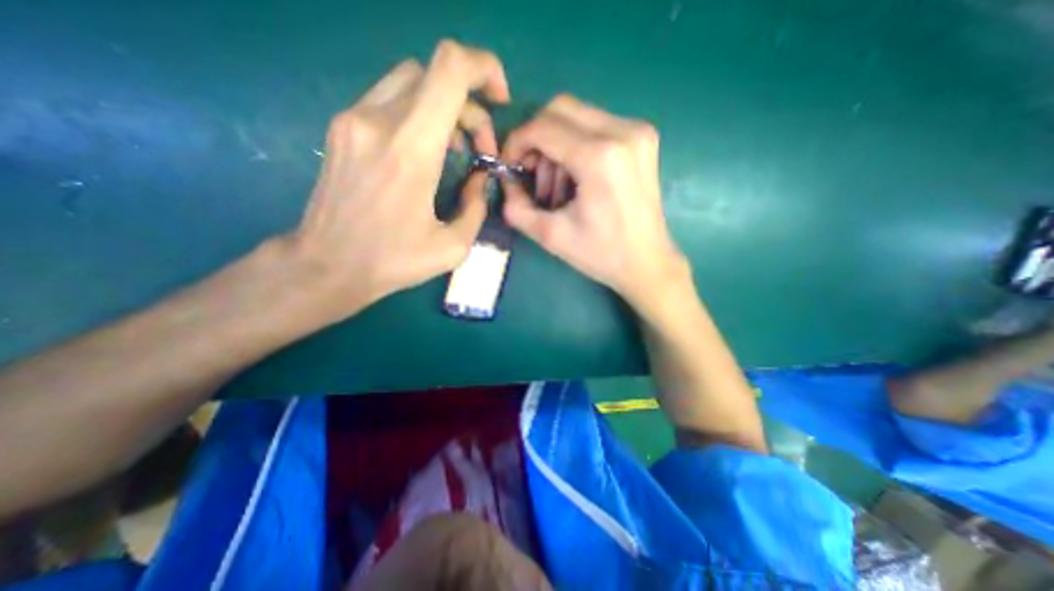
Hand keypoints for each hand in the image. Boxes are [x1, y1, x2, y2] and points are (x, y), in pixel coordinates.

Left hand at [280, 42, 510, 322]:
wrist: (327, 265)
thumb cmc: (392, 261)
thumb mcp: (452, 246)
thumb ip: (476, 207)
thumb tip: (481, 180)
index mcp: (411, 149)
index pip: (450, 69)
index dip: (484, 68)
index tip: (500, 99)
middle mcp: (378, 120)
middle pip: (435, 74)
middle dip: (470, 105)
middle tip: (480, 148)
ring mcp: (354, 119)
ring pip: (411, 81)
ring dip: (445, 107)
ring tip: (455, 150)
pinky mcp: (342, 128)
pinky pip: (390, 99)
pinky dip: (419, 114)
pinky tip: (425, 151)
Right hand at [499, 93, 688, 309]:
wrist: (646, 262)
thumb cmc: (601, 254)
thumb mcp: (550, 235)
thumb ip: (516, 207)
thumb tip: (506, 181)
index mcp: (599, 157)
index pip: (542, 127)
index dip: (517, 142)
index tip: (509, 166)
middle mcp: (622, 131)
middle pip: (560, 109)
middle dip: (536, 139)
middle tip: (532, 174)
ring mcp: (637, 131)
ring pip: (577, 116)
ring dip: (556, 146)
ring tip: (557, 188)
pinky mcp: (643, 137)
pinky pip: (596, 125)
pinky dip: (576, 146)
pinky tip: (577, 180)